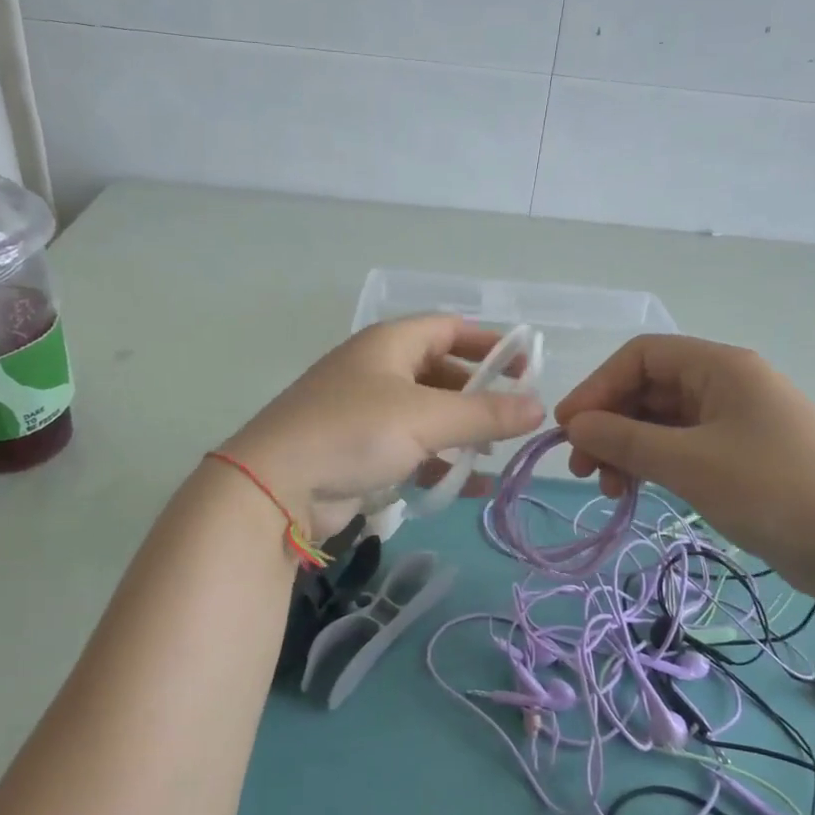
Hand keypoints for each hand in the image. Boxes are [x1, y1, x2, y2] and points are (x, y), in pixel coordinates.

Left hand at [222, 316, 543, 538]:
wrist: (275, 485)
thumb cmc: (353, 432)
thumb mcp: (425, 418)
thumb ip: (485, 413)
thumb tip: (539, 408)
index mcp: (389, 344)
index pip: (449, 328)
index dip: (489, 343)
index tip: (526, 367)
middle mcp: (376, 370)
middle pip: (440, 371)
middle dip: (478, 393)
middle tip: (514, 417)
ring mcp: (364, 411)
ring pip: (426, 414)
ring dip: (461, 432)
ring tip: (495, 453)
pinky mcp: (358, 451)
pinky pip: (410, 449)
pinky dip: (438, 462)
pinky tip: (467, 486)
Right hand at [554, 335, 814, 595]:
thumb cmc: (771, 491)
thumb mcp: (689, 463)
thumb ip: (625, 438)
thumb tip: (574, 424)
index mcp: (720, 367)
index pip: (641, 357)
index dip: (598, 387)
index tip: (569, 429)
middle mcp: (727, 384)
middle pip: (648, 389)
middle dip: (609, 424)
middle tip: (583, 469)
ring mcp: (735, 420)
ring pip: (662, 421)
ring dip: (627, 448)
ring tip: (611, 489)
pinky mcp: (740, 455)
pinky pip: (681, 446)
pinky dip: (654, 464)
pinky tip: (639, 491)